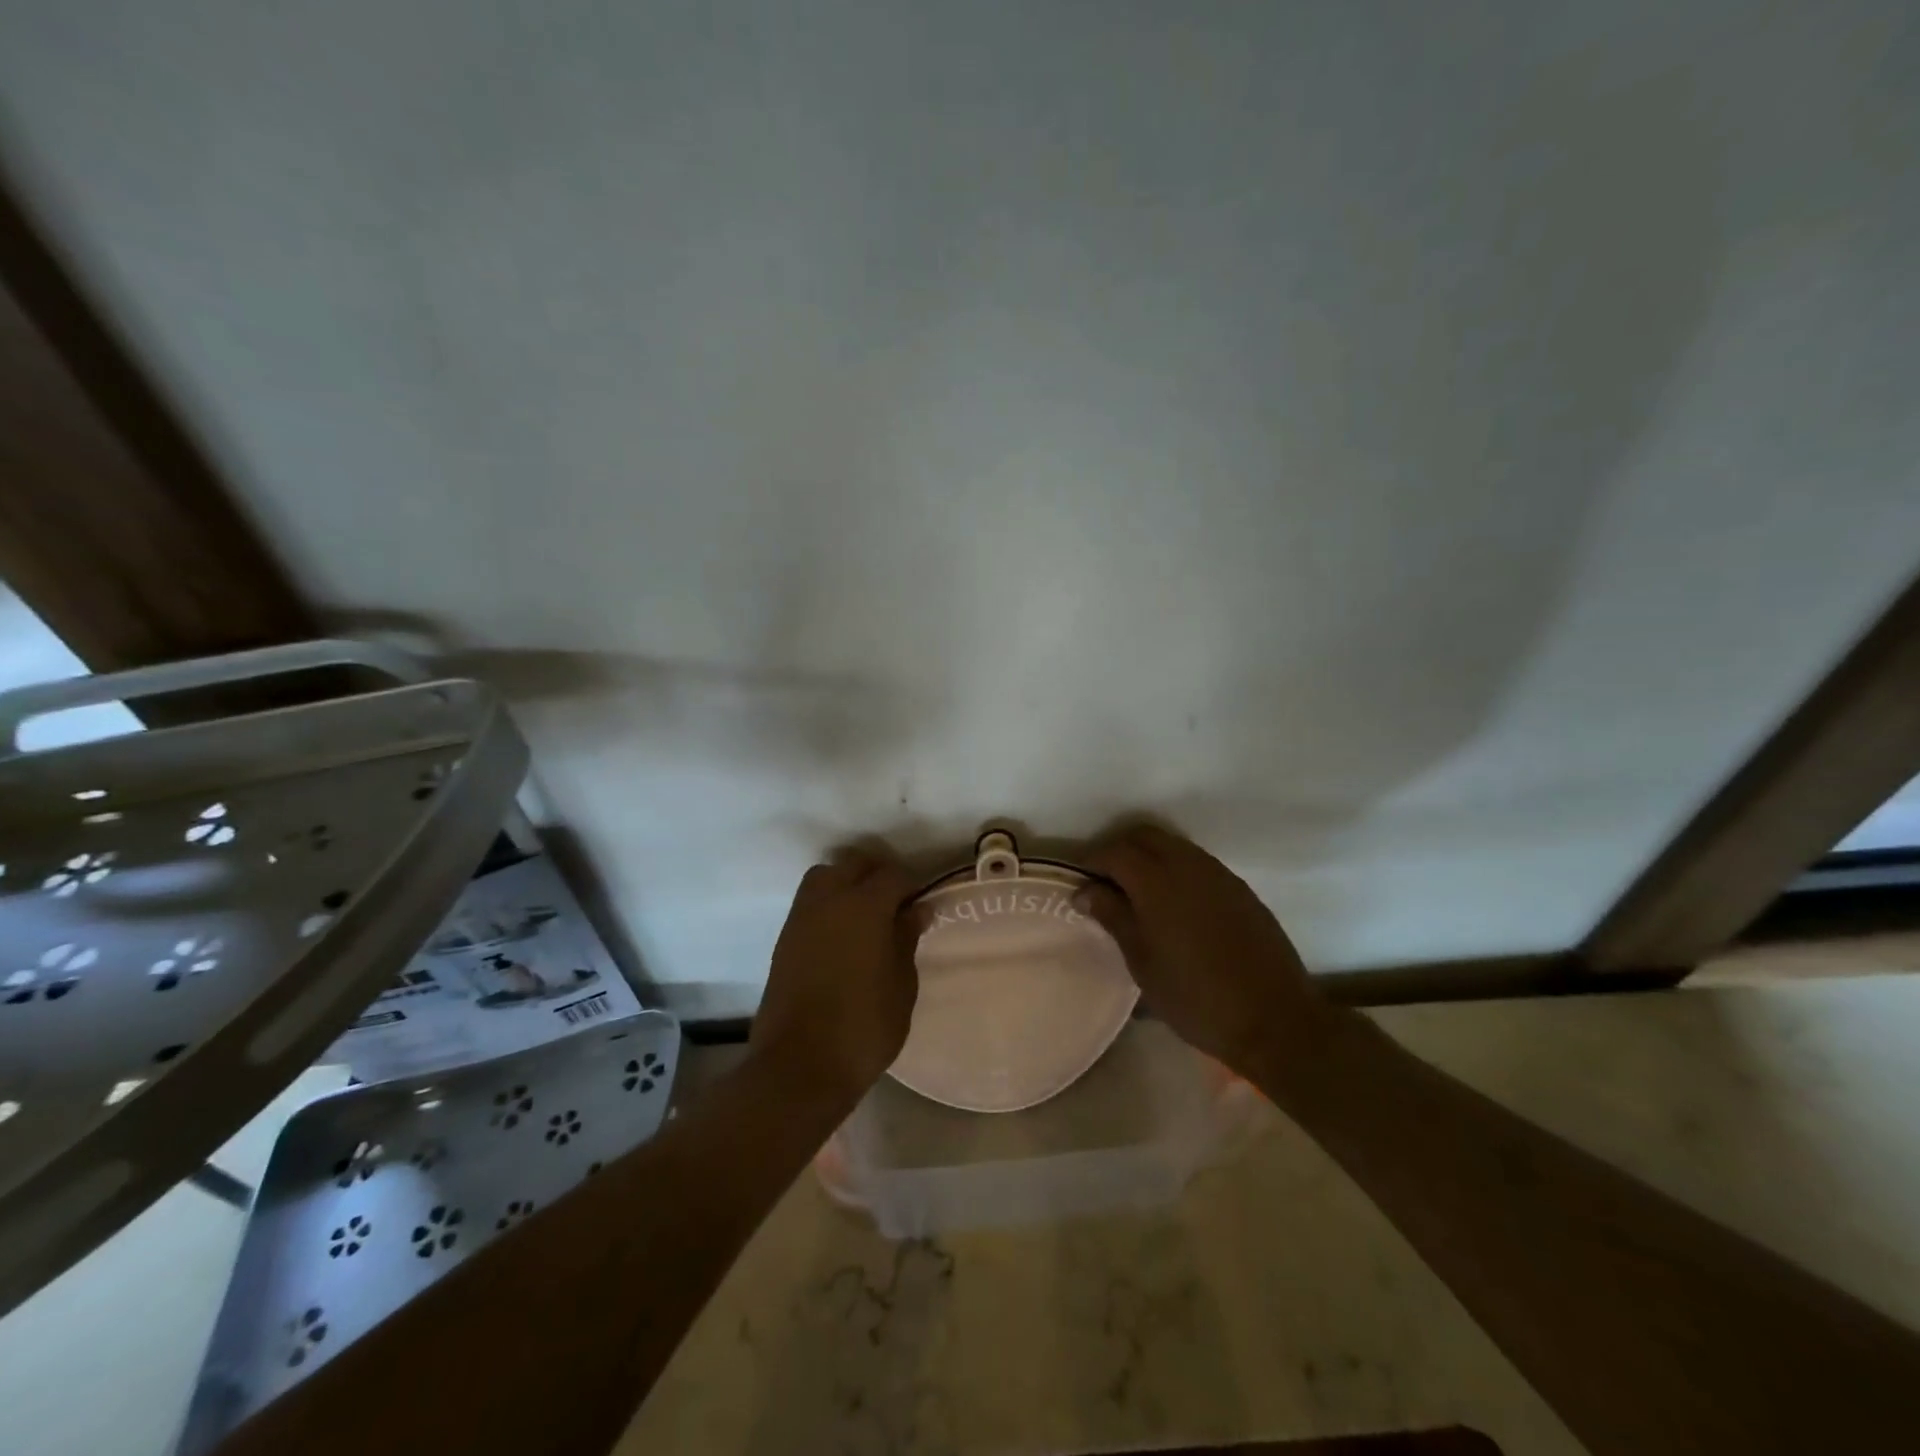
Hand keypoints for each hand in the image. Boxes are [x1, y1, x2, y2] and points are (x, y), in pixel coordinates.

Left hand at [752, 845, 918, 1099]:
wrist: (799, 1066)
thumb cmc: (864, 1027)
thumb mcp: (901, 985)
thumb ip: (906, 940)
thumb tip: (916, 909)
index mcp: (864, 906)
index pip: (892, 875)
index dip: (910, 884)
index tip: (921, 903)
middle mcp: (829, 900)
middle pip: (854, 864)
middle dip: (877, 873)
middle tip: (896, 901)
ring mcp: (801, 917)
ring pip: (825, 876)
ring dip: (847, 882)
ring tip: (867, 914)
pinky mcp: (784, 939)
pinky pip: (809, 902)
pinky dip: (828, 903)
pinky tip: (843, 933)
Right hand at [1080, 824, 1331, 1074]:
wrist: (1275, 1020)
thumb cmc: (1196, 998)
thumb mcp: (1143, 963)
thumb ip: (1114, 918)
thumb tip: (1086, 891)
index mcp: (1157, 882)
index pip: (1115, 852)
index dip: (1092, 860)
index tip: (1078, 879)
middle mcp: (1189, 865)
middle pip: (1145, 837)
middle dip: (1120, 851)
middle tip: (1105, 882)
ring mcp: (1219, 874)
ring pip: (1174, 847)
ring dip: (1150, 858)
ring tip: (1137, 894)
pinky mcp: (1240, 889)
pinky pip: (1198, 864)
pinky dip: (1177, 870)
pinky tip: (1175, 905)